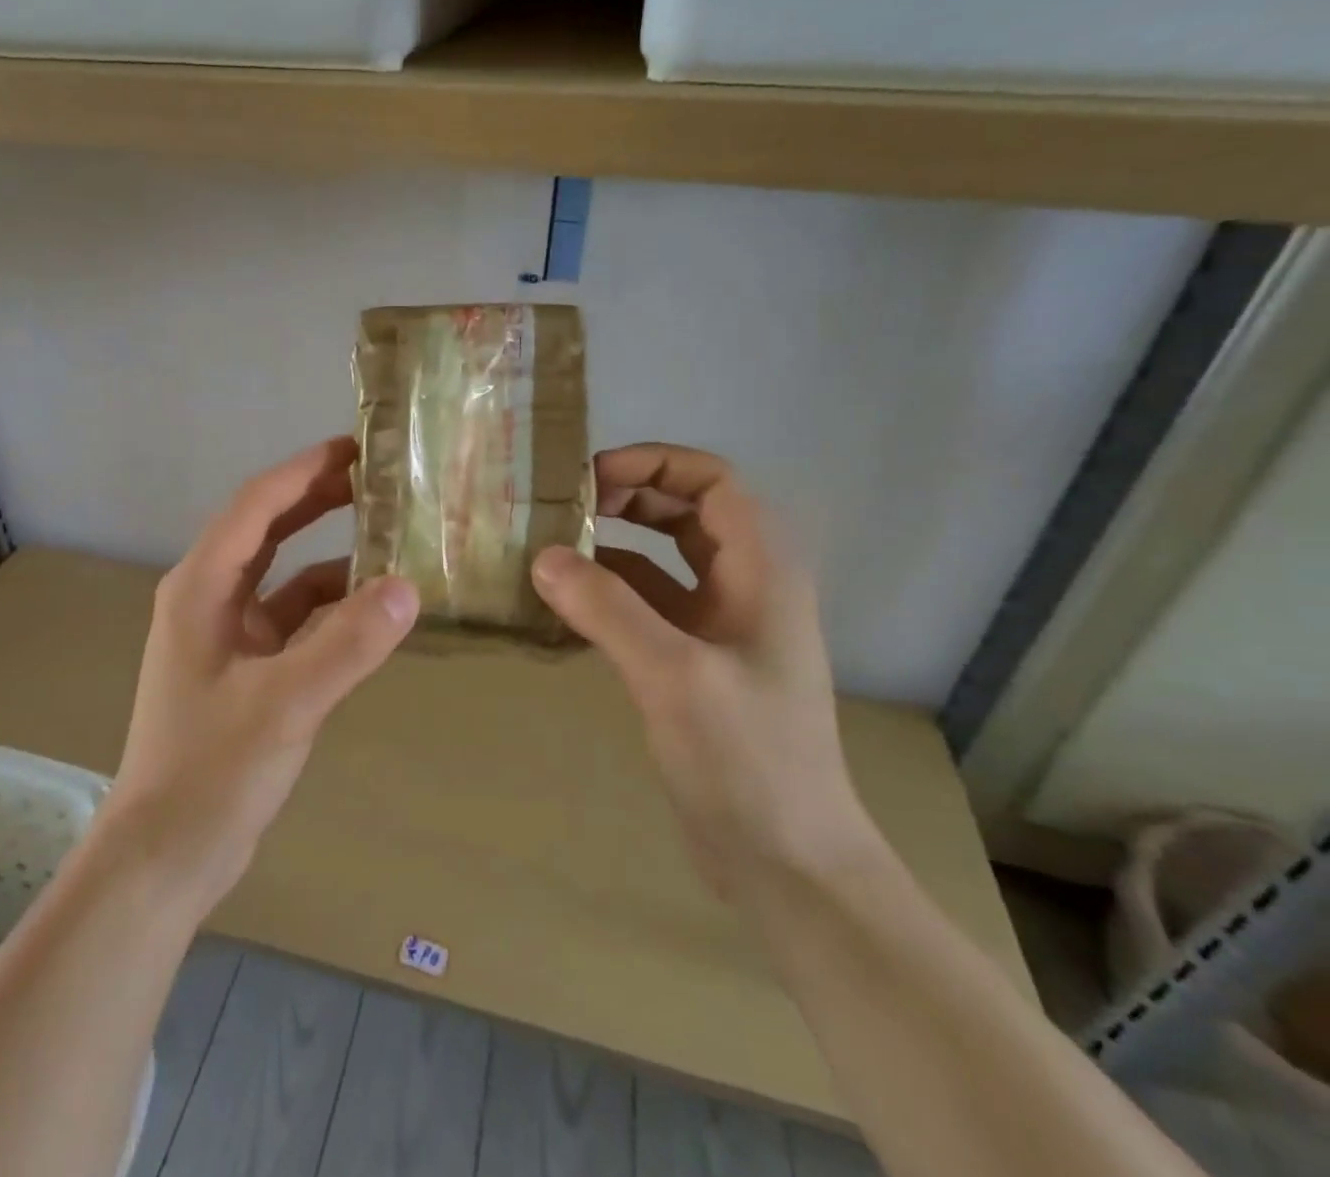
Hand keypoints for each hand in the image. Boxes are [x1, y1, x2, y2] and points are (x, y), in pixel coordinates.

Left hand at [101, 437, 419, 916]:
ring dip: (328, 554)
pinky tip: (369, 609)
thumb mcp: (285, 704)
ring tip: (386, 536)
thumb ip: (347, 645)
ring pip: (282, 574)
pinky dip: (328, 606)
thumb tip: (409, 587)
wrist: (165, 856)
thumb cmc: (211, 772)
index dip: (304, 470)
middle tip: (377, 478)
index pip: (256, 505)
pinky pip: (291, 619)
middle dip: (316, 499)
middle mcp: (209, 598)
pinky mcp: (243, 668)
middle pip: (266, 529)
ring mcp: (225, 634)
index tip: (357, 447)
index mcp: (201, 587)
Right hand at [531, 443, 876, 899]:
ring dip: (610, 546)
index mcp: (762, 571)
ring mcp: (719, 627)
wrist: (787, 865)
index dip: (653, 464)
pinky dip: (607, 594)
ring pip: (661, 559)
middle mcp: (744, 587)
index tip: (589, 480)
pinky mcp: (694, 663)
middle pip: (684, 512)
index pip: (712, 482)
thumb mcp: (674, 675)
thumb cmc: (748, 761)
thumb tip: (542, 556)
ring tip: (549, 550)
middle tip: (561, 510)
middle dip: (625, 499)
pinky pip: (646, 606)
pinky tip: (562, 604)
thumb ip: (607, 608)